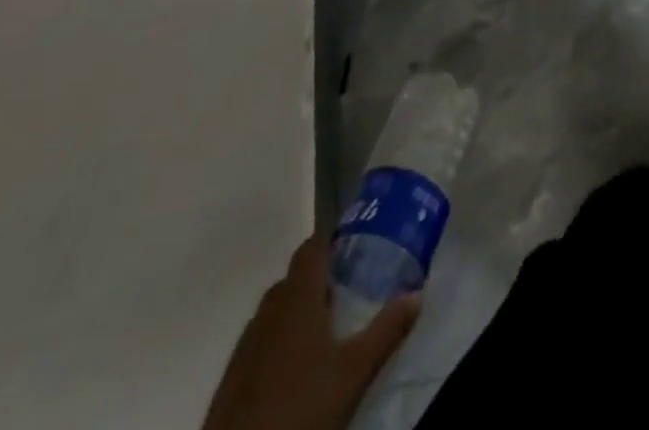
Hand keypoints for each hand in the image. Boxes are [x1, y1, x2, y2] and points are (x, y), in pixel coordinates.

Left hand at [201, 236, 419, 429]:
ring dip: (298, 309)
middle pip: (294, 278)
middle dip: (319, 278)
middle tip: (349, 289)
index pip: (311, 248)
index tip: (354, 244)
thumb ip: (387, 329)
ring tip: (326, 327)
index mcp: (298, 298)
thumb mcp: (355, 371)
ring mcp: (246, 345)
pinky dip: (279, 340)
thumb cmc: (302, 407)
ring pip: (275, 310)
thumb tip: (417, 293)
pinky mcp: (232, 378)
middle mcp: (269, 311)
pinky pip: (260, 341)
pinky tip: (296, 367)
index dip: (331, 240)